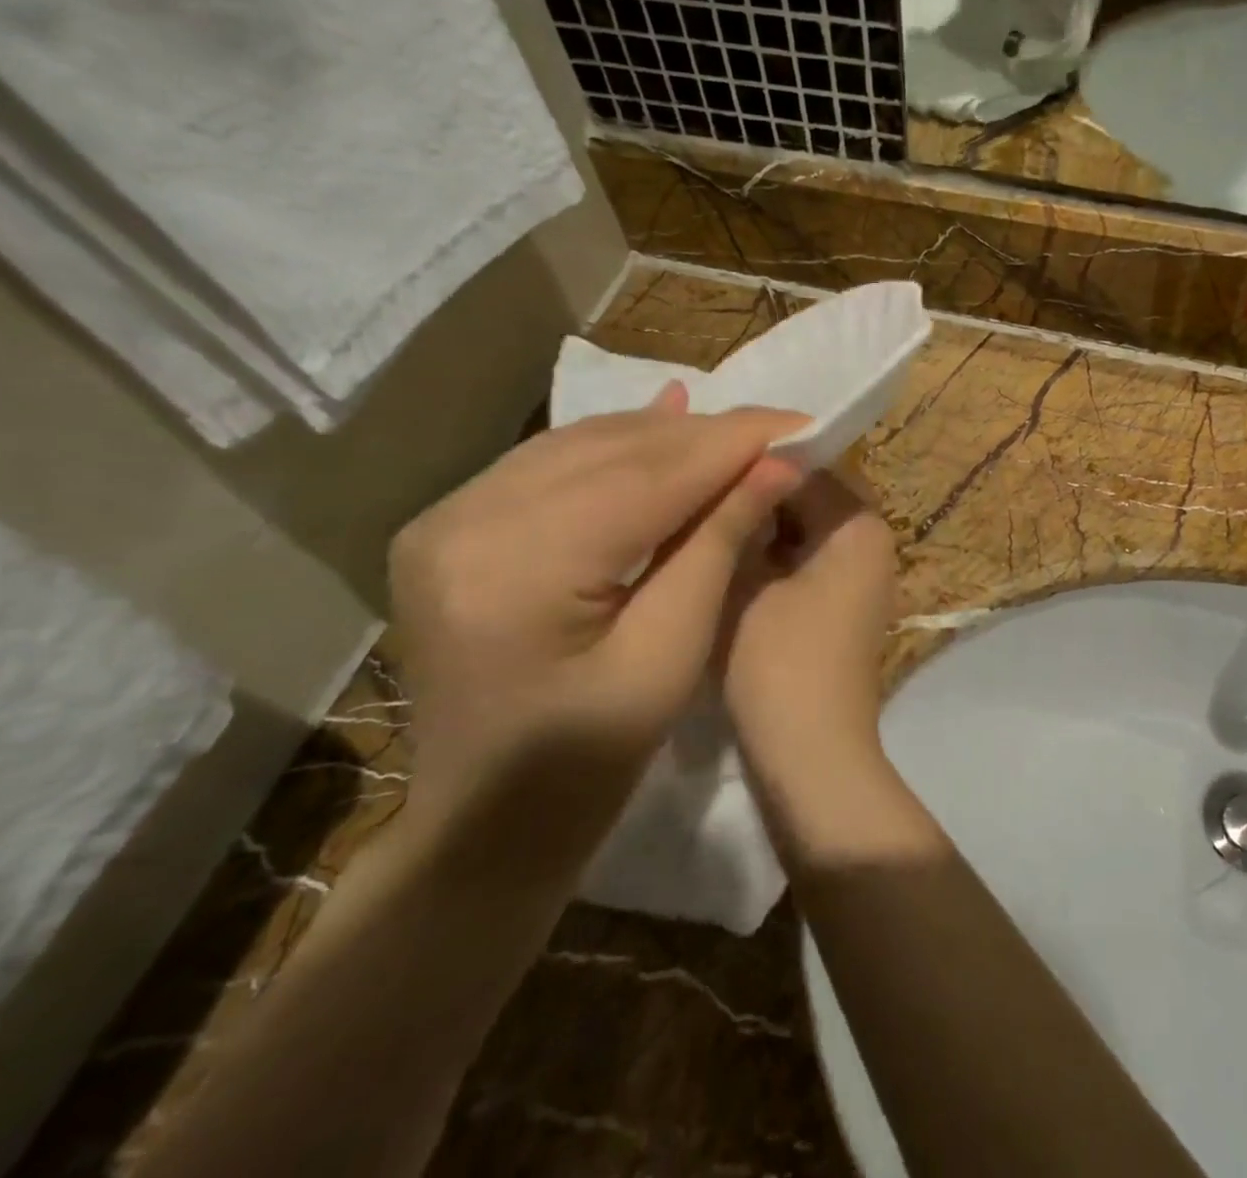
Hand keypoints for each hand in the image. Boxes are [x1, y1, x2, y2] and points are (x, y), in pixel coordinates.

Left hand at [390, 386, 806, 856]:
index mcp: (516, 570)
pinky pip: (550, 464)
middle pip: (614, 452)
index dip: (733, 443)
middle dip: (707, 436)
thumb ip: (717, 544)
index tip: (801, 421)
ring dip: (667, 436)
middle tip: (780, 429)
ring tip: (739, 431)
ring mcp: (445, 519)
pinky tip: (665, 418)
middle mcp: (464, 522)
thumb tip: (777, 463)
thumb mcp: (671, 655)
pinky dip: (615, 445)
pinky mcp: (449, 524)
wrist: (483, 828)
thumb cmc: (589, 765)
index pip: (648, 476)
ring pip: (583, 446)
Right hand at [718, 469, 898, 768]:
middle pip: (805, 498)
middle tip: (694, 493)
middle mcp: (871, 542)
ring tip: (701, 521)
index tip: (699, 462)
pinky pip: (803, 562)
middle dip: (753, 496)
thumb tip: (731, 479)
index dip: (750, 461)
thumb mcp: (747, 582)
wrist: (812, 756)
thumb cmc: (780, 663)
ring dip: (758, 529)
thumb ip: (740, 521)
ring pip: (800, 531)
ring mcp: (858, 577)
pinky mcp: (841, 605)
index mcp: (860, 525)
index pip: (803, 466)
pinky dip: (770, 560)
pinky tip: (724, 562)